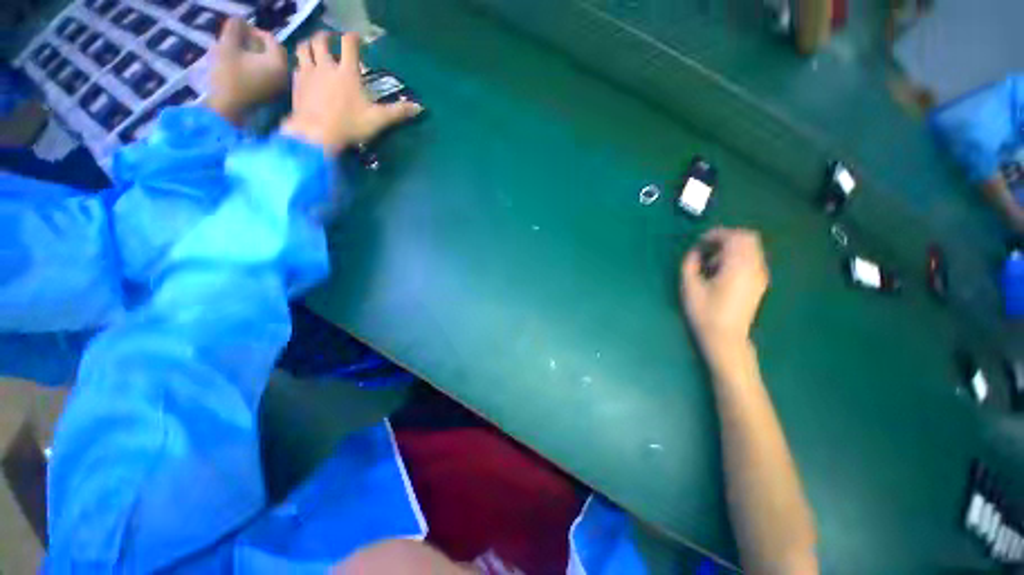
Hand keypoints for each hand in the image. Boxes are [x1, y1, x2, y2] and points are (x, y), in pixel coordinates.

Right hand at [207, 18, 287, 123]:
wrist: (229, 110)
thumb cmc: (228, 76)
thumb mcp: (227, 47)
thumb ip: (235, 29)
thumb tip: (240, 20)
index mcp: (280, 63)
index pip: (272, 41)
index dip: (255, 32)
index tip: (240, 31)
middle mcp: (287, 77)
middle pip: (275, 54)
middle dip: (258, 45)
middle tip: (240, 41)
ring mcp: (283, 90)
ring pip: (273, 67)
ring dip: (259, 58)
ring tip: (241, 55)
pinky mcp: (276, 99)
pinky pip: (272, 79)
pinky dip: (261, 70)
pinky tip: (246, 70)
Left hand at [282, 31, 422, 154]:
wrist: (316, 134)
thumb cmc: (350, 125)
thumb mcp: (378, 120)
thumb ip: (398, 112)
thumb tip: (419, 107)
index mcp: (347, 72)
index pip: (349, 44)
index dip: (354, 38)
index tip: (358, 39)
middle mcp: (326, 66)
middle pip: (321, 40)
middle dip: (327, 36)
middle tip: (332, 40)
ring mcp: (308, 73)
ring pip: (303, 47)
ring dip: (309, 44)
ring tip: (314, 48)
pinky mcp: (296, 83)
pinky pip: (296, 66)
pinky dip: (300, 64)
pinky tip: (304, 70)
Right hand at [680, 228, 768, 364]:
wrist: (726, 338)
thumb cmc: (705, 313)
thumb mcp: (689, 287)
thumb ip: (690, 264)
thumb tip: (695, 251)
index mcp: (738, 266)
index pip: (734, 237)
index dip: (716, 234)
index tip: (700, 242)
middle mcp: (754, 267)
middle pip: (748, 238)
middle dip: (726, 238)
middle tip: (706, 247)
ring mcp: (759, 275)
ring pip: (751, 248)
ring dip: (731, 247)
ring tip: (711, 262)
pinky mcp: (759, 282)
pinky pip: (752, 259)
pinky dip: (737, 257)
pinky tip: (721, 271)